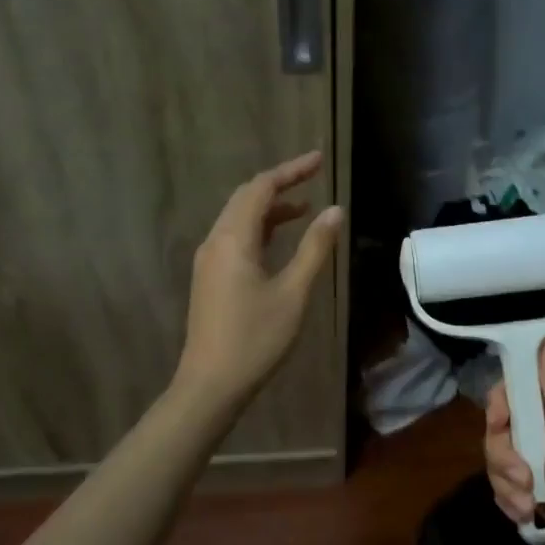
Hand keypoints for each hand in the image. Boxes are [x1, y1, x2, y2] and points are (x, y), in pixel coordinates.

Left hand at [176, 150, 341, 410]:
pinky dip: (260, 229)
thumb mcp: (294, 293)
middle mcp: (215, 242)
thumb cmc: (256, 338)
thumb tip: (335, 210)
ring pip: (239, 219)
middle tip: (315, 175)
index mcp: (233, 239)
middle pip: (246, 198)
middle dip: (280, 183)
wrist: (210, 384)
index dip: (291, 170)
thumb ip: (314, 248)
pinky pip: (235, 238)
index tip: (319, 160)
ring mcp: (209, 261)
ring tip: (306, 207)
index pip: (261, 188)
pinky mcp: (210, 278)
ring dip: (270, 208)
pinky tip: (280, 240)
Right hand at [484, 330, 544, 544]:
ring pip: (504, 458)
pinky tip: (526, 517)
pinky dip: (513, 501)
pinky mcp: (543, 495)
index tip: (501, 424)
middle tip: (521, 477)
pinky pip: (510, 485)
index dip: (504, 407)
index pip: (521, 390)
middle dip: (504, 455)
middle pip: (507, 427)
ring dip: (508, 483)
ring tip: (527, 505)